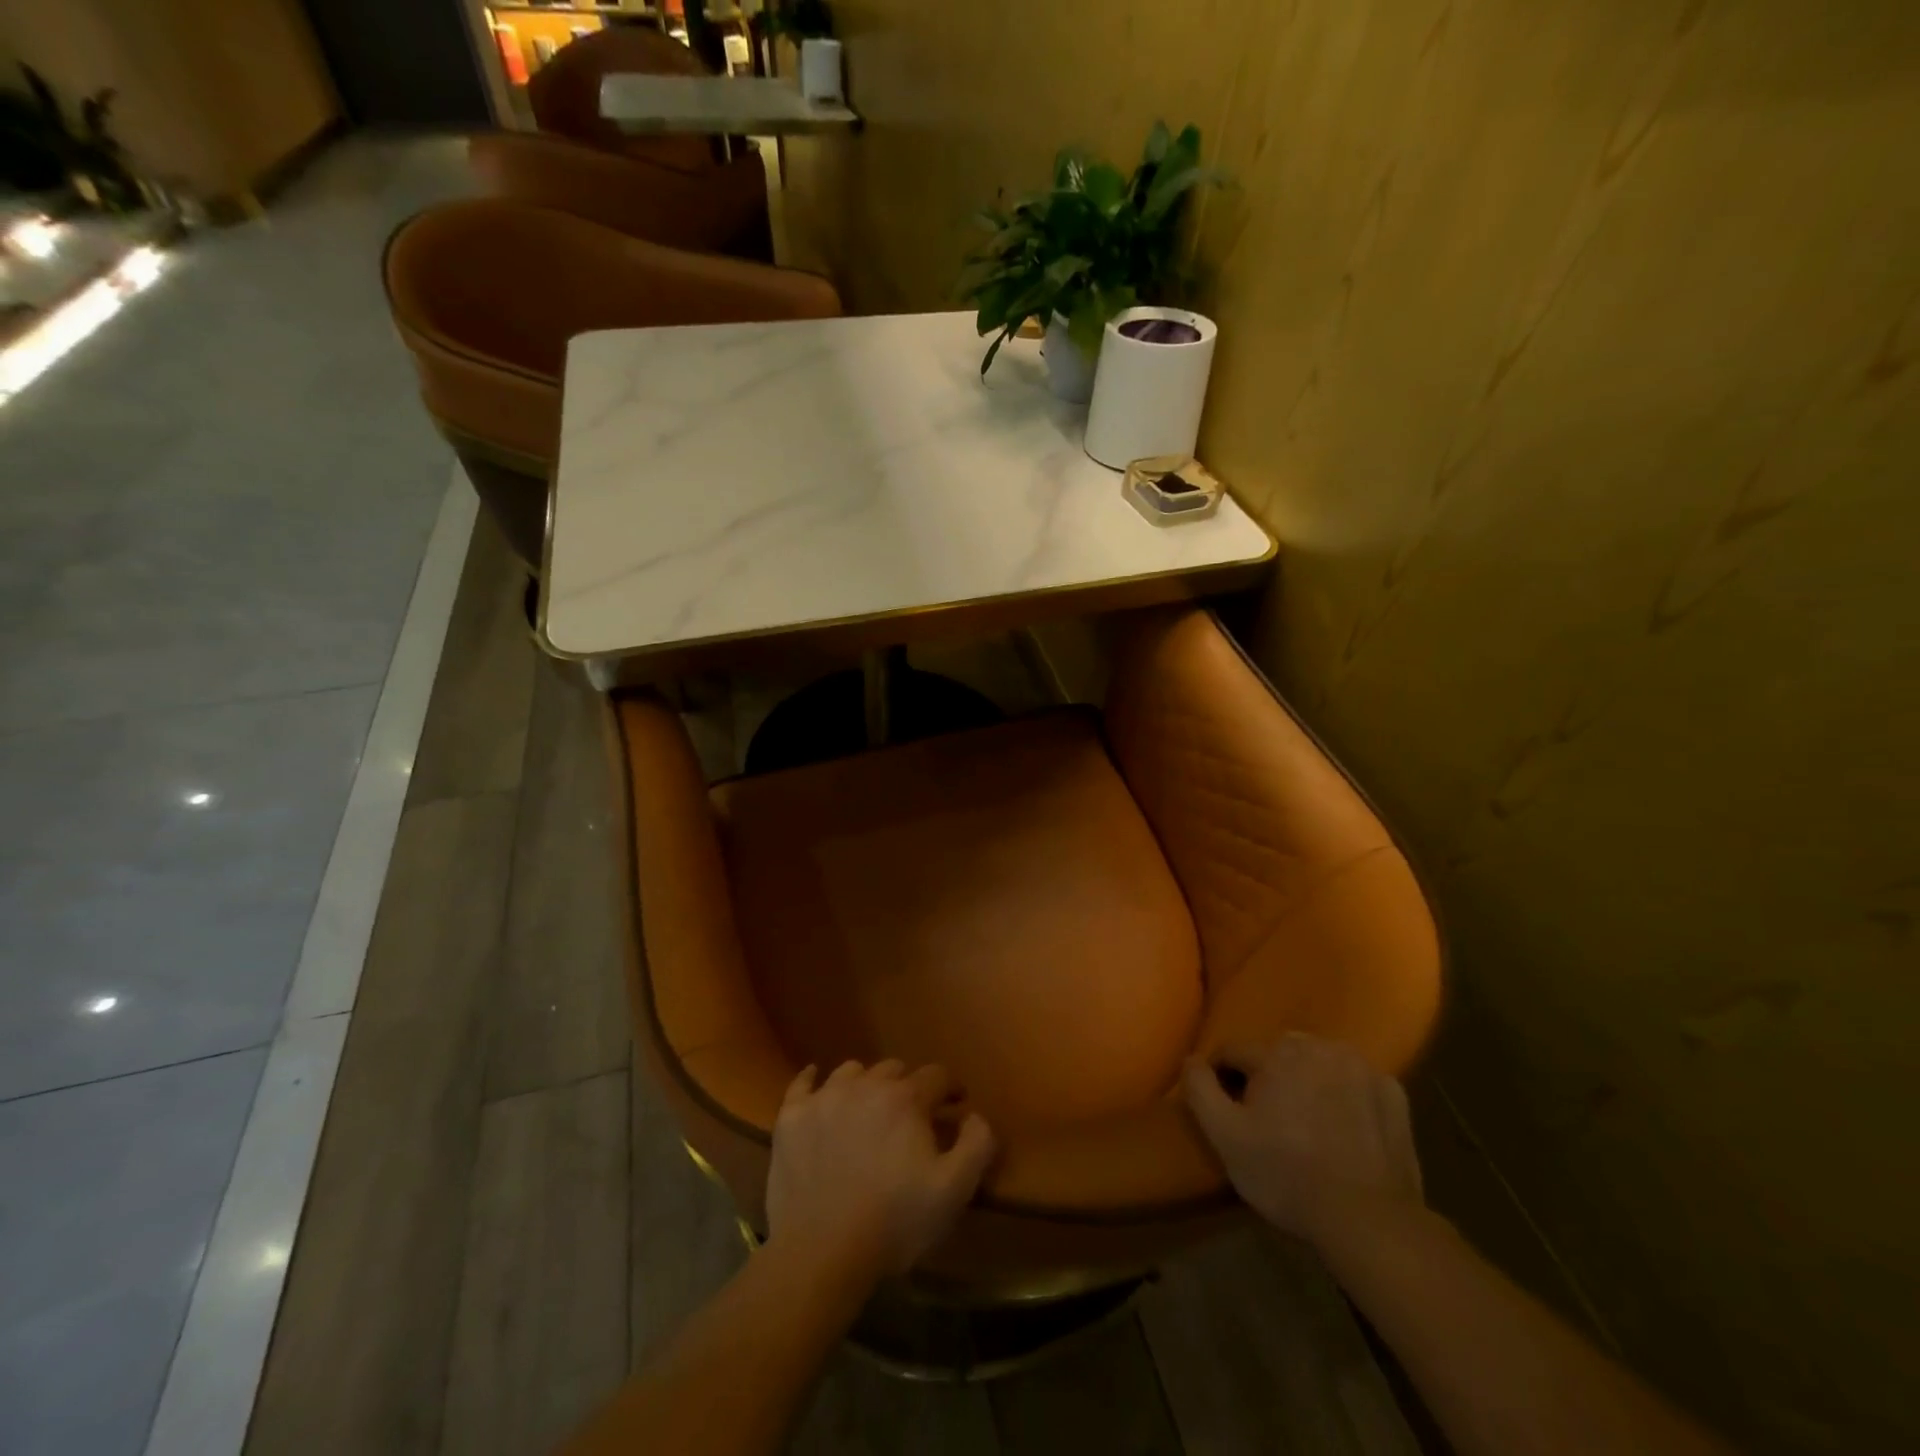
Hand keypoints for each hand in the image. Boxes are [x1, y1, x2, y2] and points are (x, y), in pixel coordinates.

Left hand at [768, 1060, 996, 1279]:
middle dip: (909, 1087)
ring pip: (852, 1071)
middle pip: (894, 1069)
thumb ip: (977, 1145)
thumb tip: (975, 1114)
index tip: (955, 1109)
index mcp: (906, 1098)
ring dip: (866, 1083)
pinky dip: (813, 1080)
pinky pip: (803, 1083)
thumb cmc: (893, 1223)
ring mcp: (824, 1098)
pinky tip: (817, 1086)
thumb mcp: (953, 1191)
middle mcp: (865, 1084)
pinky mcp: (791, 1117)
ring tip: (868, 1109)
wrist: (820, 1255)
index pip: (937, 1075)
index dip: (950, 1090)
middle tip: (912, 1117)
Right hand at [1184, 1035, 1423, 1248]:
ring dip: (1308, 1081)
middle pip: (1277, 1053)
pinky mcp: (1393, 1093)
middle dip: (1268, 1077)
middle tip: (1269, 1120)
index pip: (1233, 1051)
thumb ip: (1199, 1089)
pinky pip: (1356, 1082)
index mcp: (1275, 1052)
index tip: (1228, 1112)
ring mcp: (1361, 1067)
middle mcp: (1318, 1046)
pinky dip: (1347, 1096)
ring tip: (1308, 1124)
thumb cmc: (1287, 1175)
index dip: (1223, 1079)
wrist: (1369, 1221)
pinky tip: (1345, 1128)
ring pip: (1318, 1062)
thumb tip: (1191, 1059)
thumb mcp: (1225, 1137)